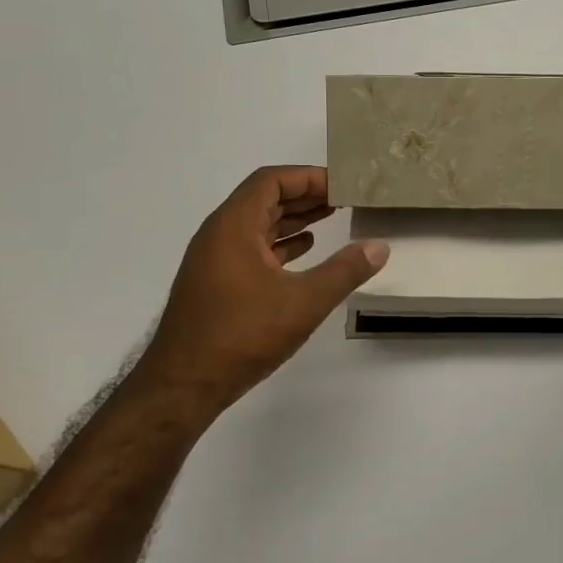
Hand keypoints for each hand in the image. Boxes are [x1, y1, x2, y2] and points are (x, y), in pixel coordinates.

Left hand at [133, 166, 387, 414]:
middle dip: (304, 195)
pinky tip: (305, 252)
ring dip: (293, 219)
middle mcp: (219, 235)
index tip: (342, 185)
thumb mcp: (304, 302)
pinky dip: (280, 244)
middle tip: (345, 198)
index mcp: (233, 226)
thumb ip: (344, 271)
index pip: (271, 181)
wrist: (182, 386)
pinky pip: (251, 248)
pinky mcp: (216, 284)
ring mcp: (214, 260)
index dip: (308, 177)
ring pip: (257, 225)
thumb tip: (379, 246)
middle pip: (264, 199)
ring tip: (332, 218)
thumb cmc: (241, 335)